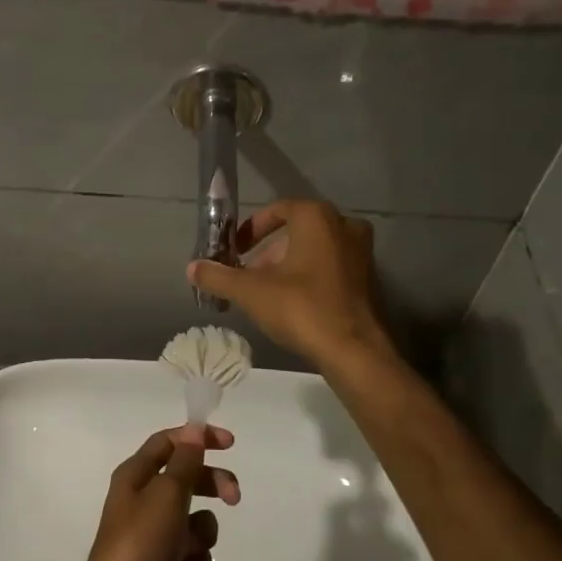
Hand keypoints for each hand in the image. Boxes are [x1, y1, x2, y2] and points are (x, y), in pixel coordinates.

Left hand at [76, 424, 239, 560]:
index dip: (197, 438)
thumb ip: (184, 461)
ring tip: (192, 548)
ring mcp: (153, 539)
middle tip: (234, 497)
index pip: (168, 443)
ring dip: (202, 530)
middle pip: (185, 480)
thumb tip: (193, 429)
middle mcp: (142, 503)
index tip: (230, 444)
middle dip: (211, 484)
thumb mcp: (166, 494)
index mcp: (134, 478)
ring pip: (193, 521)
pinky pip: (192, 555)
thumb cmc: (142, 544)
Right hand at [186, 200, 390, 368]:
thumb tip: (191, 268)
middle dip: (269, 250)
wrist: (354, 350)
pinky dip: (312, 276)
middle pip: (297, 230)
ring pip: (316, 249)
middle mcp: (344, 226)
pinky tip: (296, 303)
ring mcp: (362, 252)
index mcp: (317, 217)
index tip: (236, 249)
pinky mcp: (370, 279)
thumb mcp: (251, 292)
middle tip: (250, 274)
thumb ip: (219, 276)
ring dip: (290, 264)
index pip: (278, 210)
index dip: (252, 228)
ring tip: (268, 292)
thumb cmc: (301, 308)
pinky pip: (333, 267)